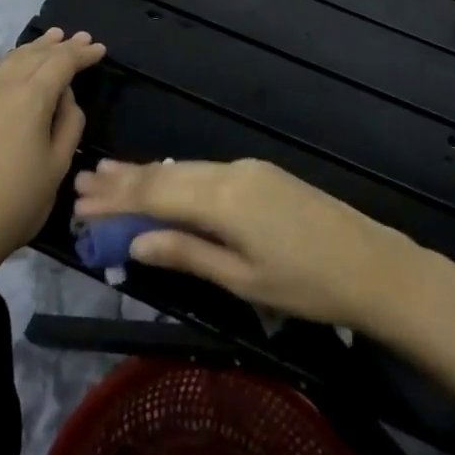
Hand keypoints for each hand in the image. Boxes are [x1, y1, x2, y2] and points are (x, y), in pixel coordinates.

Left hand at [0, 28, 105, 270]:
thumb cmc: (15, 202)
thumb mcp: (57, 166)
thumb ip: (69, 124)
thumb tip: (65, 98)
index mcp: (30, 97)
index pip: (61, 62)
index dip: (82, 54)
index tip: (99, 49)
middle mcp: (2, 86)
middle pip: (35, 54)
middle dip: (60, 45)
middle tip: (80, 37)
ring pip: (11, 60)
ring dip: (35, 48)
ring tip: (51, 40)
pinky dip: (14, 62)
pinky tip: (19, 67)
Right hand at [73, 158, 418, 331]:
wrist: (374, 265)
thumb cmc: (308, 286)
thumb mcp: (243, 280)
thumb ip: (188, 254)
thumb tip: (137, 242)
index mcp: (223, 199)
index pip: (156, 195)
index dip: (117, 199)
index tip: (80, 199)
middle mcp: (230, 172)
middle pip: (167, 174)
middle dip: (124, 180)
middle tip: (83, 180)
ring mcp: (248, 168)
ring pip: (185, 168)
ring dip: (147, 174)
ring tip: (109, 174)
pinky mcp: (262, 173)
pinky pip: (206, 171)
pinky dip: (176, 177)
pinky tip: (161, 179)